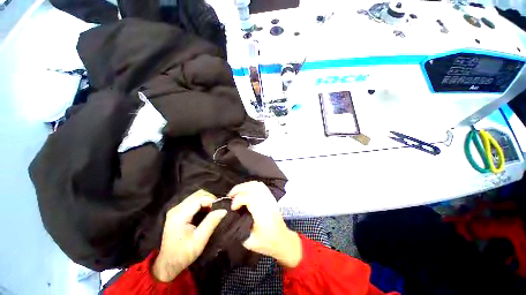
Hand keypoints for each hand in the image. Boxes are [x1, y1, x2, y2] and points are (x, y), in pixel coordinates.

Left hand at [152, 190, 226, 281]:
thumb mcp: (199, 240)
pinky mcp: (177, 212)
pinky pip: (193, 201)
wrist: (167, 264)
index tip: (221, 208)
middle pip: (197, 194)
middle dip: (210, 199)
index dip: (212, 200)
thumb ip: (211, 222)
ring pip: (196, 196)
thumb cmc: (183, 254)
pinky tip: (206, 212)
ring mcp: (176, 209)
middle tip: (218, 209)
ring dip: (206, 200)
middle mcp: (176, 208)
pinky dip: (202, 203)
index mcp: (180, 215)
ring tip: (213, 210)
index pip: (199, 199)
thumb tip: (224, 210)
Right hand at [228, 181, 301, 267]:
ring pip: (256, 184)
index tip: (232, 208)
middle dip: (239, 189)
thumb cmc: (267, 242)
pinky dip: (251, 185)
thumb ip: (238, 229)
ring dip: (244, 186)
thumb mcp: (249, 241)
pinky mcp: (270, 197)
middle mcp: (266, 202)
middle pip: (251, 187)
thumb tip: (230, 218)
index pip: (248, 198)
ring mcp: (269, 198)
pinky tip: (245, 191)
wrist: (282, 239)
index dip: (237, 200)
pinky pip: (260, 186)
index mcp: (261, 212)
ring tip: (236, 192)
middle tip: (230, 196)